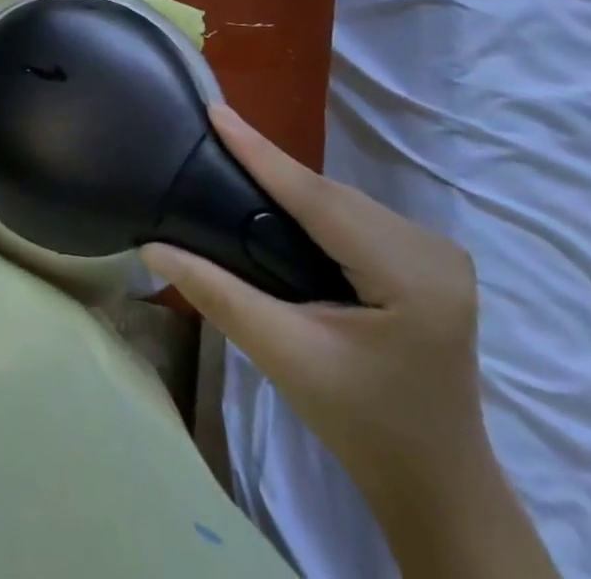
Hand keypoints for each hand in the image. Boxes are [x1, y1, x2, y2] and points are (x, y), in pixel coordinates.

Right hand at [142, 104, 488, 509]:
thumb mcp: (283, 355)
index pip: (319, 199)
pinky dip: (312, 202)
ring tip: (233, 161)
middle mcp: (434, 252)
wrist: (433, 480)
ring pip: (342, 198)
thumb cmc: (360, 422)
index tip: (215, 111)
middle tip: (210, 136)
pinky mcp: (429, 258)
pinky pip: (354, 213)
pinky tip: (280, 201)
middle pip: (332, 195)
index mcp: (411, 278)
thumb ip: (216, 293)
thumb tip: (151, 248)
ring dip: (291, 184)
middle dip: (271, 167)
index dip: (261, 153)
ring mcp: (438, 253)